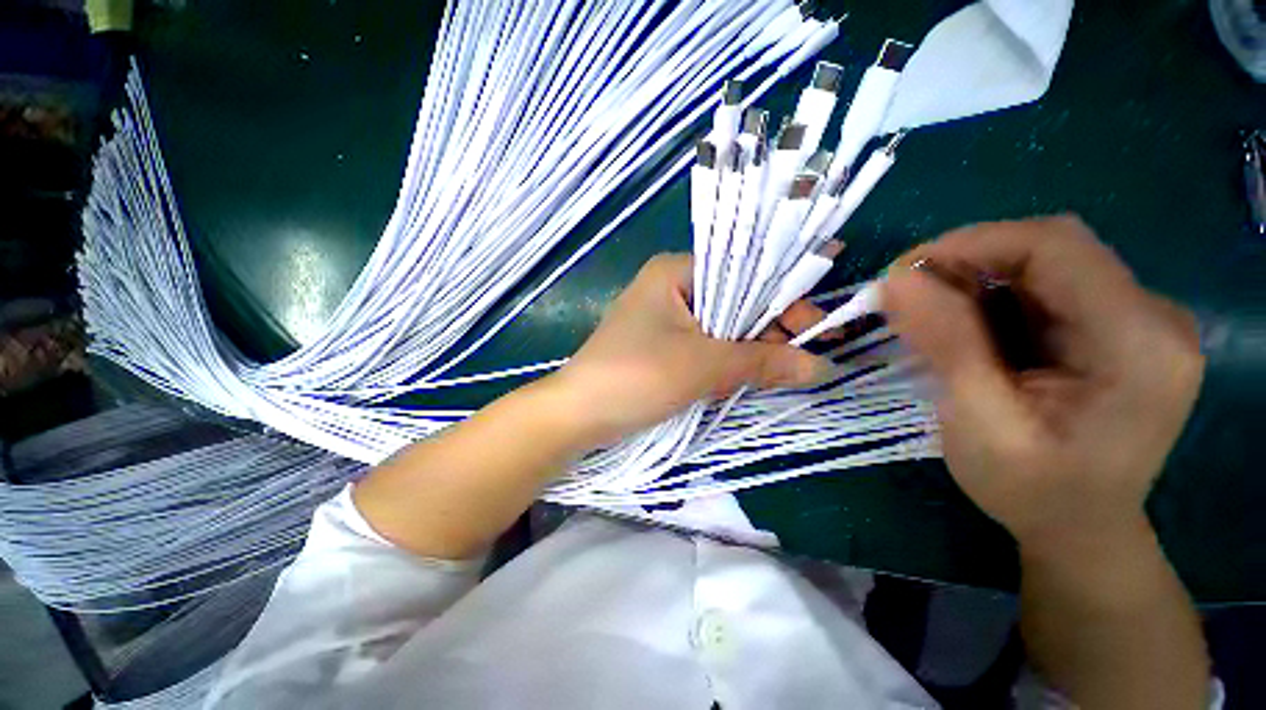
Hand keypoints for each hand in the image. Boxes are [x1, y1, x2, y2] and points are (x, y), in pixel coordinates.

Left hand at [550, 253, 832, 444]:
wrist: (577, 414)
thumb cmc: (635, 376)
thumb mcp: (703, 366)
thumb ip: (762, 361)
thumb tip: (820, 366)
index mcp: (675, 272)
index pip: (743, 271)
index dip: (783, 296)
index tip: (818, 325)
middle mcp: (670, 288)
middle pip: (734, 300)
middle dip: (769, 328)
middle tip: (807, 354)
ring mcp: (664, 318)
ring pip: (722, 326)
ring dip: (751, 348)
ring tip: (785, 368)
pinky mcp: (661, 345)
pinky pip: (705, 345)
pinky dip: (728, 360)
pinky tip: (749, 373)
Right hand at [881, 216, 1204, 550]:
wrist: (1078, 529)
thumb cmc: (1032, 491)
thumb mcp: (980, 424)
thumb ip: (946, 345)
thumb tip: (896, 280)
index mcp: (1139, 343)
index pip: (1056, 247)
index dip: (973, 244)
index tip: (902, 271)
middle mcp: (1152, 316)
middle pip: (1051, 250)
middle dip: (968, 262)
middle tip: (905, 294)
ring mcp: (1137, 319)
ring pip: (1042, 265)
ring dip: (974, 281)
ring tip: (927, 316)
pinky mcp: (1113, 326)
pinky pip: (1043, 288)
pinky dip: (990, 298)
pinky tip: (962, 328)